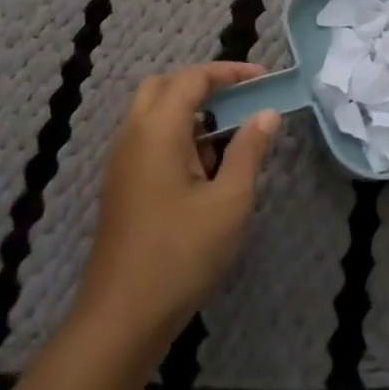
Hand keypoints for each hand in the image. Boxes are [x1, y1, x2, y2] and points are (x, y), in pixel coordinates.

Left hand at [75, 62, 279, 348]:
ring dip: (191, 113)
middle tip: (241, 99)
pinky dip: (179, 137)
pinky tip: (206, 171)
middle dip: (204, 85)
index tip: (263, 78)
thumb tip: (266, 114)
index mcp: (156, 131)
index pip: (191, 79)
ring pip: (154, 115)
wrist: (123, 317)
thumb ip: (249, 150)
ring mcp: (122, 163)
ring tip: (231, 137)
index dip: (229, 71)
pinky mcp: (122, 187)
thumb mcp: (230, 201)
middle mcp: (132, 137)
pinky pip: (150, 142)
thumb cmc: (181, 253)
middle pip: (164, 87)